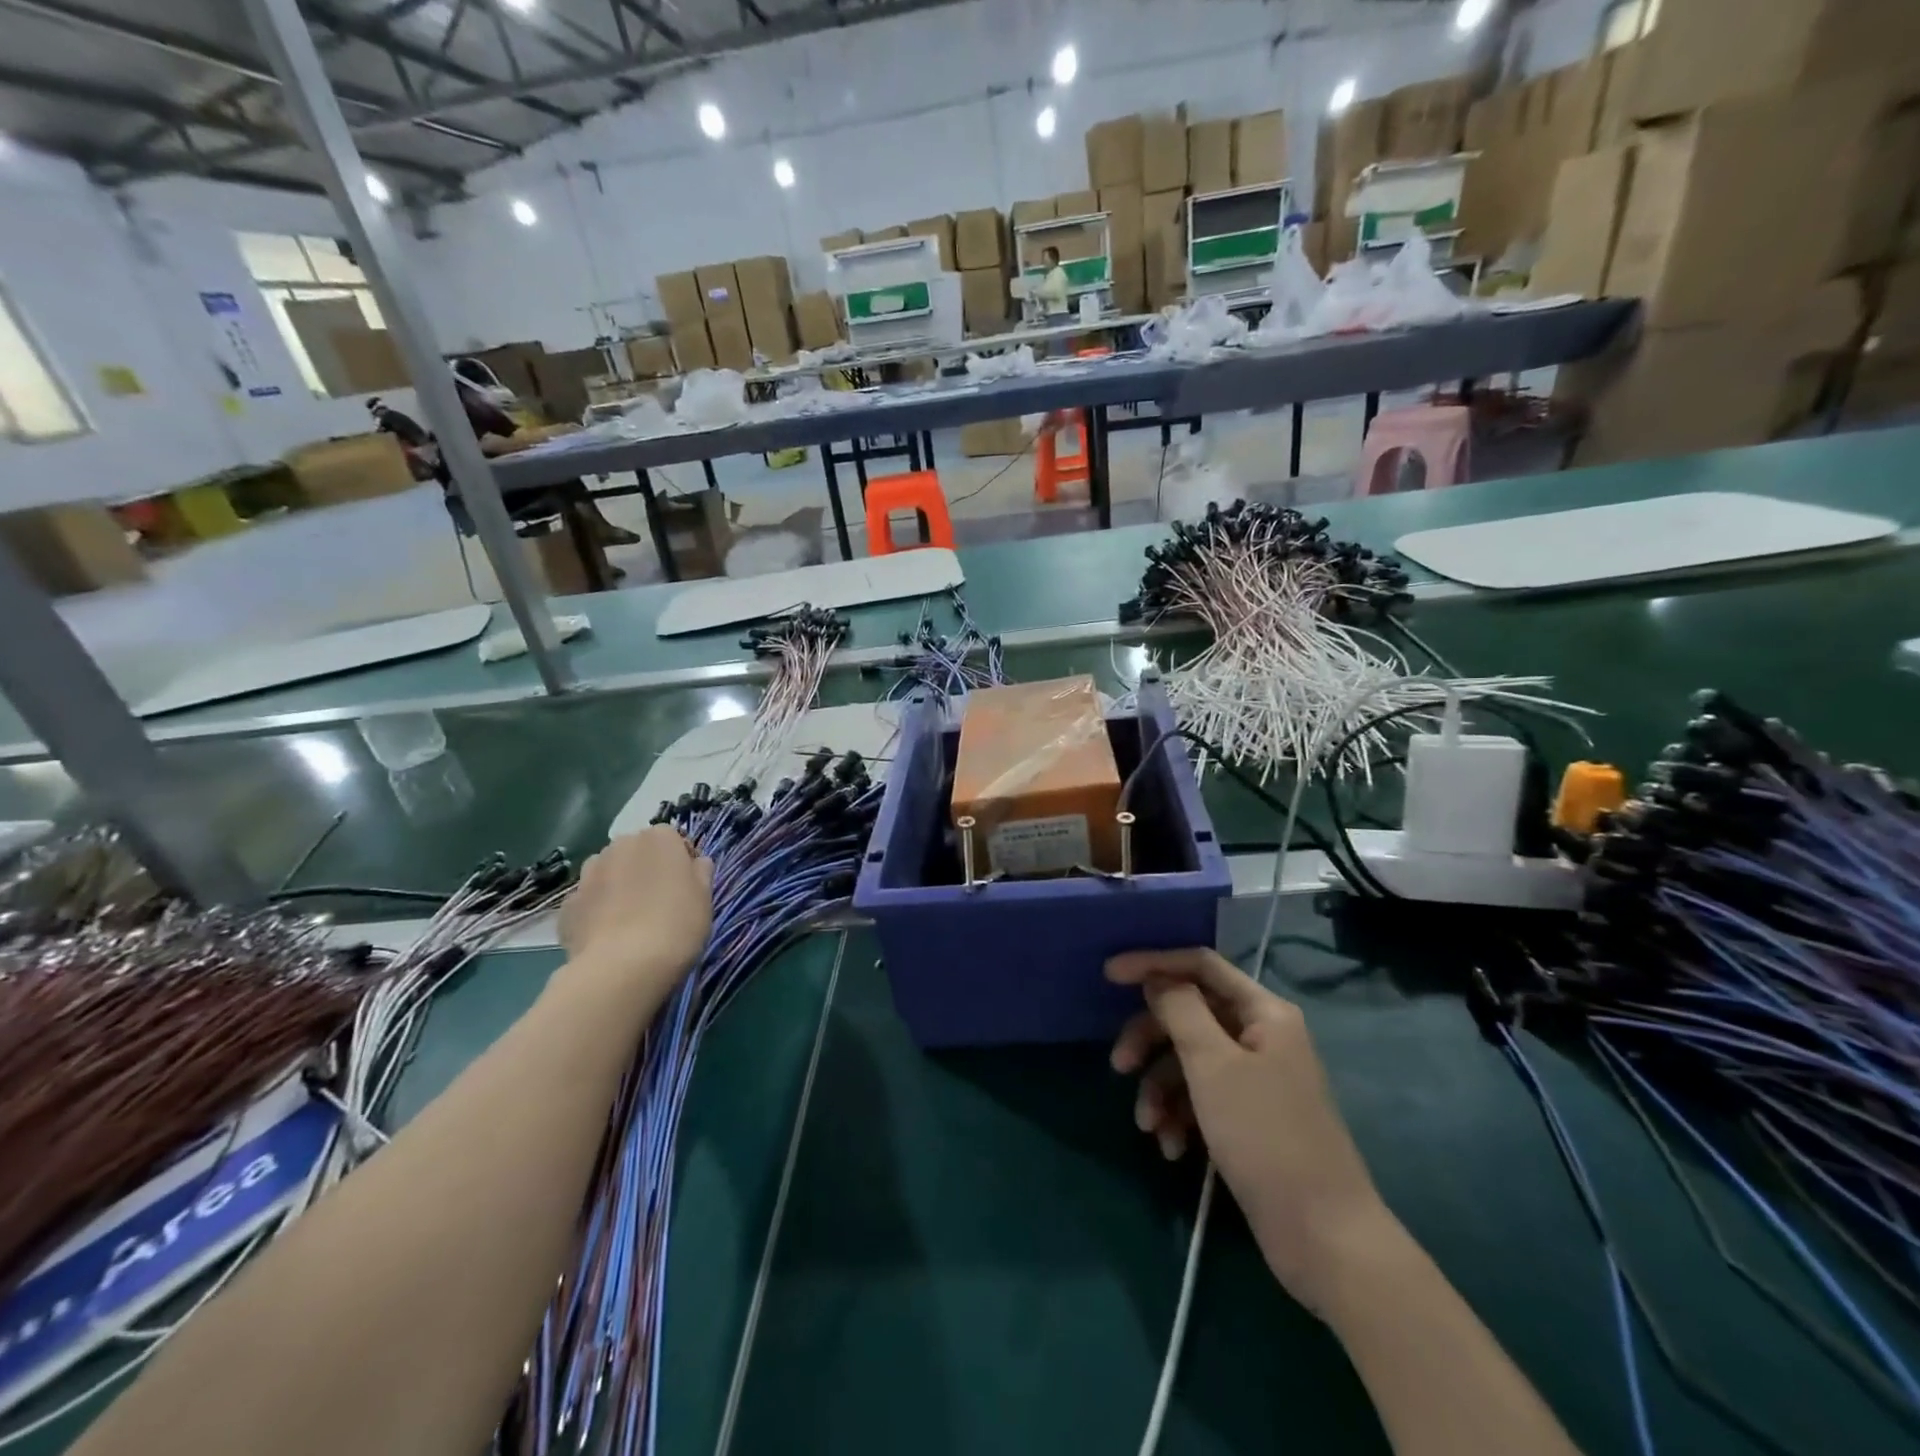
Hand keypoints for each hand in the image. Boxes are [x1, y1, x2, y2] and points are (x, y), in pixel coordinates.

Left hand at [560, 828, 713, 989]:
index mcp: (659, 838)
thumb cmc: (676, 925)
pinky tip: (606, 937)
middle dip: (645, 870)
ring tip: (629, 920)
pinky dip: (596, 912)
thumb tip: (697, 863)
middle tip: (658, 902)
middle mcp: (620, 845)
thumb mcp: (705, 898)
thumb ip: (701, 873)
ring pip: (608, 872)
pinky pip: (588, 901)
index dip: (680, 862)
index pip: (672, 839)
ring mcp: (589, 874)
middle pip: (636, 852)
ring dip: (617, 886)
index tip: (685, 887)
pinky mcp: (568, 904)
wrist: (623, 967)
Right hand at [1107, 948, 1391, 1312]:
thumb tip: (1156, 979)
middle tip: (1119, 1066)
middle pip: (1188, 1015)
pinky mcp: (1247, 1119)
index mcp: (1263, 1012)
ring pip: (1188, 1061)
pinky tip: (1171, 1149)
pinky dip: (1179, 1117)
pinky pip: (1200, 1098)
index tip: (1108, 975)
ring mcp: (1255, 1080)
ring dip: (1160, 1089)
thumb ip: (1179, 1010)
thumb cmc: (1266, 1137)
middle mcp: (1260, 1036)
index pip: (1200, 965)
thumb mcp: (1213, 1065)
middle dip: (1150, 1040)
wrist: (1324, 1239)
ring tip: (1148, 1126)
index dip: (1153, 963)